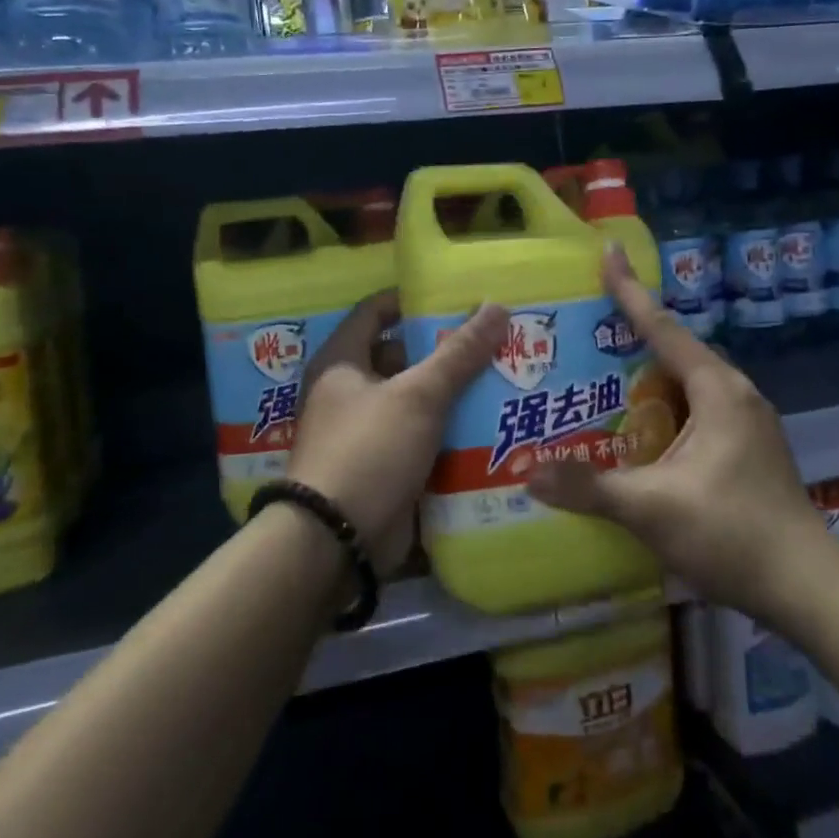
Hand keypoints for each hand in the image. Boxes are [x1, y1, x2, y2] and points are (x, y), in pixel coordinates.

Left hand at [289, 291, 507, 573]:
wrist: (336, 540)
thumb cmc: (369, 450)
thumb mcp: (418, 395)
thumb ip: (458, 353)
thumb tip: (497, 306)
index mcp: (342, 362)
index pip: (376, 311)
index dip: (413, 300)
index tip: (457, 297)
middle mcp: (348, 392)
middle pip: (401, 357)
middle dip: (444, 350)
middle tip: (493, 339)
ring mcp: (365, 432)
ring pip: (415, 400)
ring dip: (451, 393)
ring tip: (502, 376)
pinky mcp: (382, 466)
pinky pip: (420, 437)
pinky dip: (447, 430)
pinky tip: (488, 423)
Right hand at [527, 246, 834, 618]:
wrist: (808, 589)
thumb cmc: (733, 533)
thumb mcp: (653, 508)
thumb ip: (590, 487)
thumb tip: (528, 473)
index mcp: (718, 390)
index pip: (663, 327)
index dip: (630, 291)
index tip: (608, 253)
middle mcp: (736, 394)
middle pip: (676, 349)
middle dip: (632, 333)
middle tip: (587, 326)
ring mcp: (747, 422)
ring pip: (687, 381)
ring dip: (648, 373)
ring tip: (602, 373)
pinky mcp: (747, 448)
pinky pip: (696, 407)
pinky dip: (664, 403)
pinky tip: (638, 426)